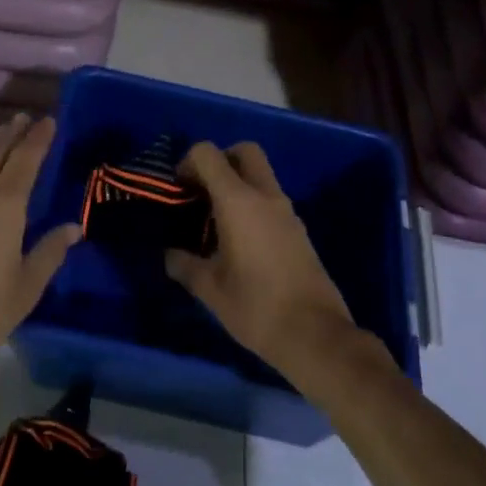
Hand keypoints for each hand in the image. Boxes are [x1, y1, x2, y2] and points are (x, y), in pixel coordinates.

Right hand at [166, 142, 356, 384]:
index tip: (178, 191)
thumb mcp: (209, 288)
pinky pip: (271, 200)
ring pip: (261, 175)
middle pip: (244, 151)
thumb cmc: (255, 306)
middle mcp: (266, 196)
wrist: (314, 334)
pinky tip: (239, 241)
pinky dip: (252, 204)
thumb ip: (184, 264)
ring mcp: (287, 211)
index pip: (209, 154)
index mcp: (238, 201)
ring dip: (237, 184)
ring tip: (214, 222)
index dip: (188, 163)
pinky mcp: (299, 230)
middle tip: (201, 193)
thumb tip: (171, 254)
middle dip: (220, 161)